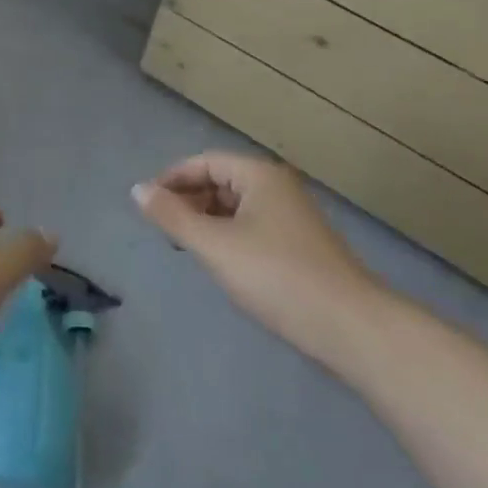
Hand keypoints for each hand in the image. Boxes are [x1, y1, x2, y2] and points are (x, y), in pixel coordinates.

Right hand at [134, 152, 384, 363]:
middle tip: (164, 229)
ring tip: (187, 246)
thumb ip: (173, 216)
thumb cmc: (276, 276)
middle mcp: (277, 186)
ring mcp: (292, 215)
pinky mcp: (300, 244)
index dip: (172, 179)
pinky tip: (221, 261)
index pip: (204, 162)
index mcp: (259, 175)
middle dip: (189, 199)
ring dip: (207, 219)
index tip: (147, 204)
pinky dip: (228, 235)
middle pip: (221, 180)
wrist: (350, 326)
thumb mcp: (215, 245)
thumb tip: (137, 189)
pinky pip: (252, 225)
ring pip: (236, 205)